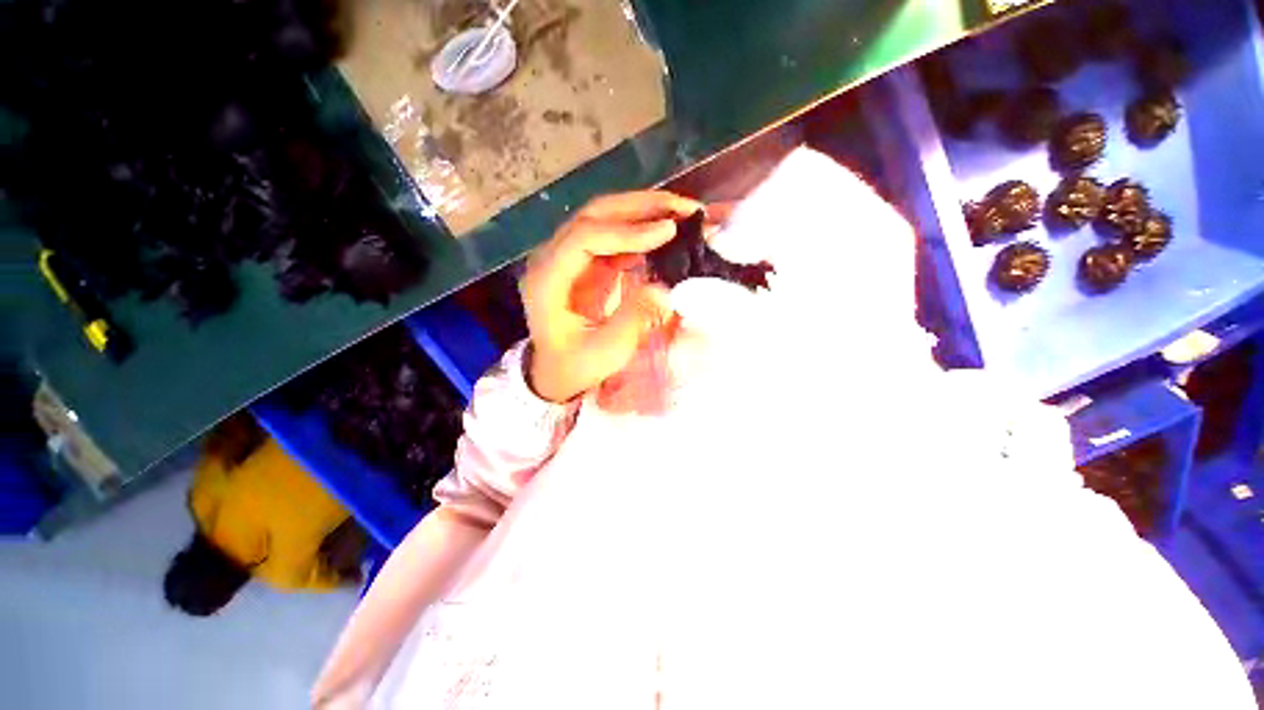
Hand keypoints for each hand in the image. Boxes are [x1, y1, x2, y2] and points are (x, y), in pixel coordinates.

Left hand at [520, 191, 701, 402]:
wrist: (556, 370)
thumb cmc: (575, 365)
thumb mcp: (606, 351)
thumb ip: (635, 319)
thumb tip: (666, 288)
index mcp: (547, 281)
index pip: (584, 238)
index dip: (626, 231)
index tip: (667, 231)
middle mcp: (551, 258)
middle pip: (594, 215)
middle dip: (641, 207)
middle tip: (684, 208)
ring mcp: (567, 256)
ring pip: (604, 218)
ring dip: (644, 211)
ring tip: (682, 213)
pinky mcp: (584, 262)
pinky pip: (613, 236)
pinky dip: (640, 231)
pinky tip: (664, 233)